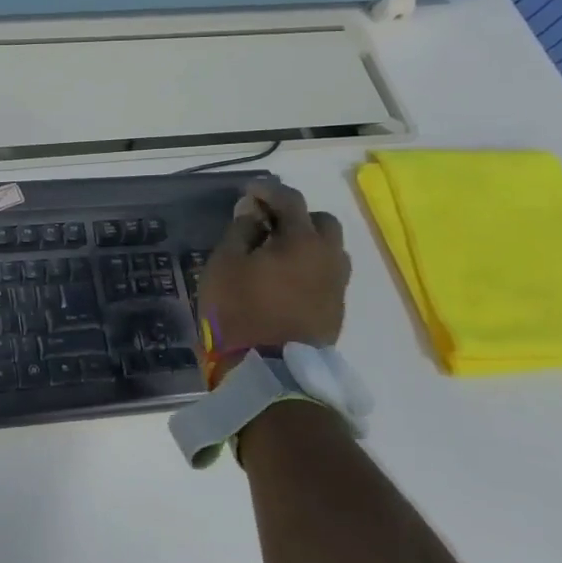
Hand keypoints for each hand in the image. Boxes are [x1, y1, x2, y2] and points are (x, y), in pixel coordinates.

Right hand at [198, 179, 349, 349]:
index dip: (268, 190)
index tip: (248, 191)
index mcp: (303, 240)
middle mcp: (329, 257)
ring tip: (277, 253)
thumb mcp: (225, 264)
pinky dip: (309, 267)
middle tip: (266, 224)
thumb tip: (253, 212)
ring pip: (329, 250)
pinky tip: (285, 279)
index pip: (290, 200)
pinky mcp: (335, 311)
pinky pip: (327, 275)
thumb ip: (240, 231)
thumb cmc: (239, 310)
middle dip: (296, 216)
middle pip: (321, 222)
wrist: (270, 371)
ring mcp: (337, 286)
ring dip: (307, 243)